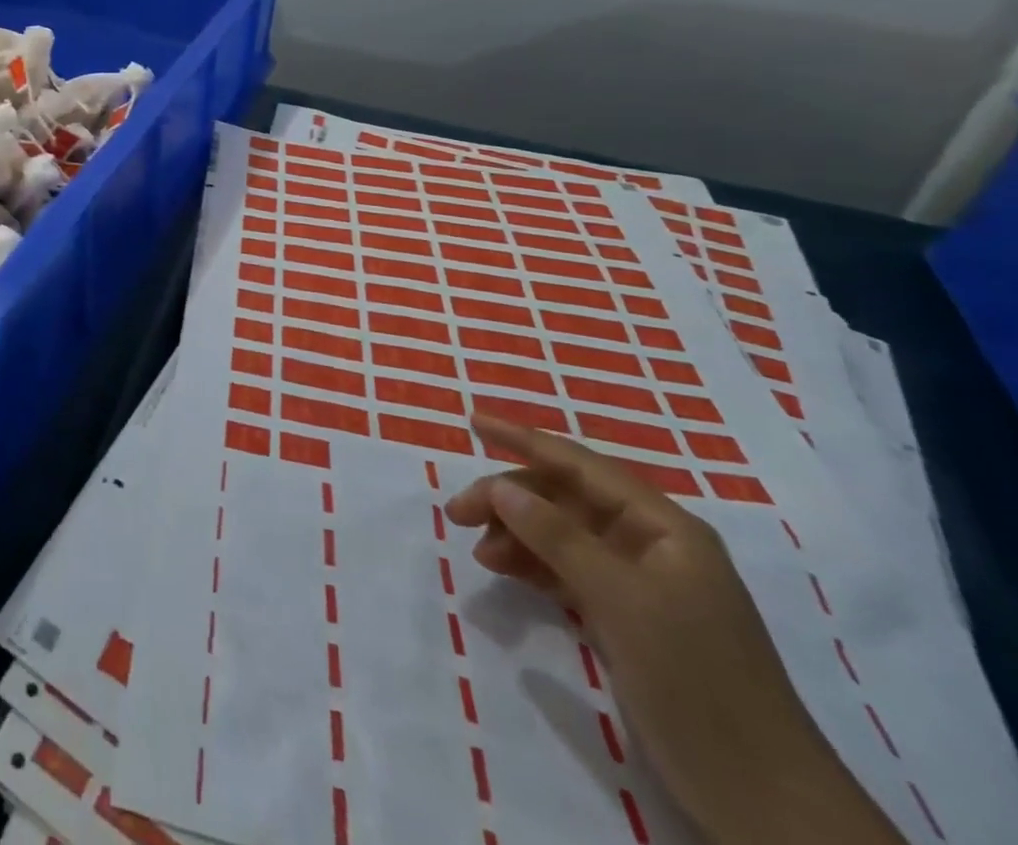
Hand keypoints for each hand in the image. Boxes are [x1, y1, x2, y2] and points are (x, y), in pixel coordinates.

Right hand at [446, 414, 903, 844]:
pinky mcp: (628, 618)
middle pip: (564, 498)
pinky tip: (506, 571)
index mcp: (664, 527)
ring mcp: (640, 583)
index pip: (580, 464)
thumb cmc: (697, 681)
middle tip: (458, 514)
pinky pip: (567, 569)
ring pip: (561, 534)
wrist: (764, 801)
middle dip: (510, 498)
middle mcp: (651, 544)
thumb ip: (557, 537)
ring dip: (516, 533)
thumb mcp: (623, 602)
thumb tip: (501, 487)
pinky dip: (533, 565)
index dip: (523, 439)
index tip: (471, 420)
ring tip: (481, 554)